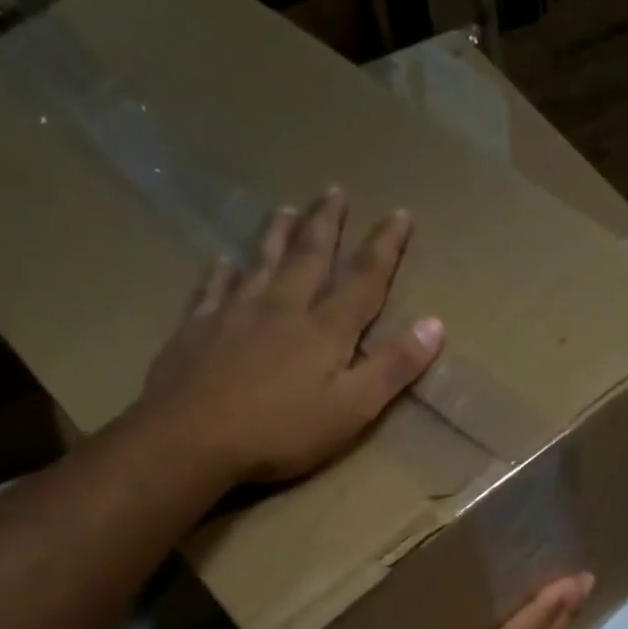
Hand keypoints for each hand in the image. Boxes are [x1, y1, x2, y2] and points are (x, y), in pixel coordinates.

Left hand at [138, 189, 442, 483]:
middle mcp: (283, 307)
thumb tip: (434, 324)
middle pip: (309, 256)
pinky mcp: (198, 328)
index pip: (363, 278)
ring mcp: (236, 313)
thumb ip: (392, 367)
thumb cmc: (281, 432)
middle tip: (334, 190)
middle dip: (327, 223)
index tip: (400, 213)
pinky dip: (222, 272)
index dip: (385, 246)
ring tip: (286, 207)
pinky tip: (223, 261)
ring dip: (278, 233)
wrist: (192, 438)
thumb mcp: (352, 409)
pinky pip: (213, 288)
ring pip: (262, 261)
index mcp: (325, 329)